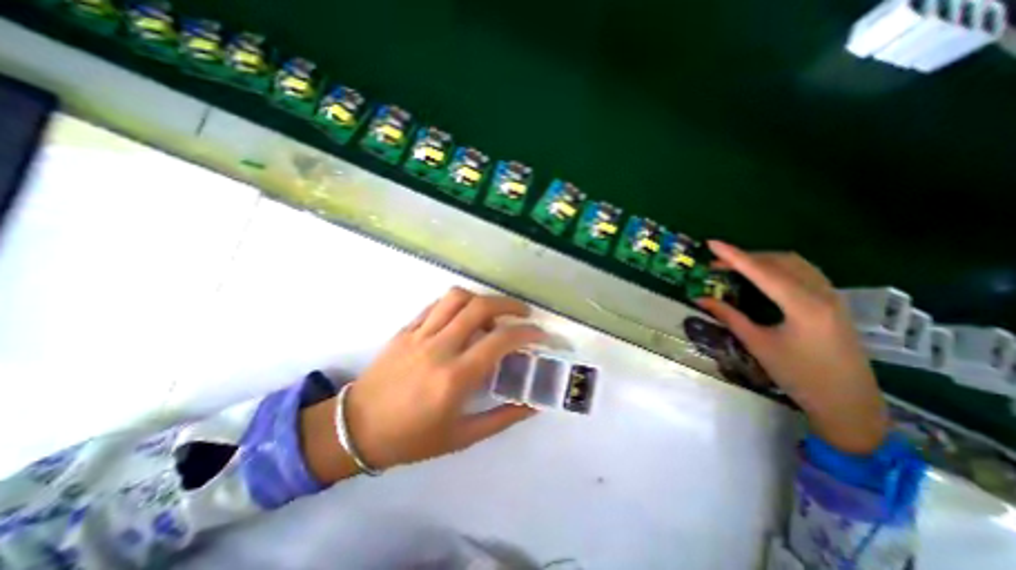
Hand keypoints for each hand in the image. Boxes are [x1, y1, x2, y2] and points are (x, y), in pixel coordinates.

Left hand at [339, 288, 542, 473]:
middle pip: (480, 307)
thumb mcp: (462, 437)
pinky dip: (457, 304)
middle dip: (508, 304)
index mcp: (455, 377)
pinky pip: (436, 305)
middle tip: (522, 313)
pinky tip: (463, 316)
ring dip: (481, 299)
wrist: (356, 429)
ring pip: (456, 298)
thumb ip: (502, 418)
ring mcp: (419, 334)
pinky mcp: (406, 329)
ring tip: (493, 312)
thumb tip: (532, 405)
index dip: (526, 332)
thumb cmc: (411, 439)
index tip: (538, 334)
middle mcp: (439, 348)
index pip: (500, 340)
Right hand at [700, 240, 891, 454]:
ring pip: (794, 263)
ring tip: (736, 267)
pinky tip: (764, 276)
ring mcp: (832, 296)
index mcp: (803, 305)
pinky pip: (804, 272)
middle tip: (717, 263)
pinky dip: (778, 267)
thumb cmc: (799, 376)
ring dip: (763, 260)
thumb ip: (729, 316)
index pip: (762, 272)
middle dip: (746, 257)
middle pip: (779, 261)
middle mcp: (822, 293)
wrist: (849, 403)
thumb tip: (700, 298)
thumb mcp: (757, 344)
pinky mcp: (834, 301)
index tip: (712, 243)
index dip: (734, 256)